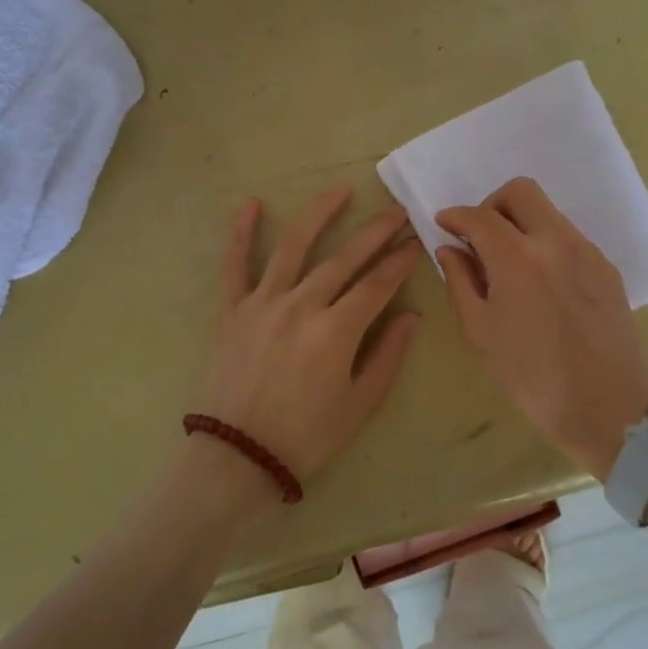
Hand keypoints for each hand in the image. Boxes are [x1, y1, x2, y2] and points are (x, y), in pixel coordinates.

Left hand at [202, 186, 423, 485]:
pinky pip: (234, 264)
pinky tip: (248, 202)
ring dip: (319, 214)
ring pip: (293, 246)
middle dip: (375, 232)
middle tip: (396, 210)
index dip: (400, 261)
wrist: (237, 458)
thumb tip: (411, 314)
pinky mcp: (232, 310)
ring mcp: (263, 303)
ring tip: (339, 190)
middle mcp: (301, 305)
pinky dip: (240, 232)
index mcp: (336, 331)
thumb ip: (387, 354)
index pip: (377, 284)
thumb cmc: (307, 437)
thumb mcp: (359, 404)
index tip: (415, 241)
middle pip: (344, 258)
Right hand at [436, 178, 647, 482]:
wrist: (608, 407)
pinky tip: (541, 282)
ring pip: (548, 213)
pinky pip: (569, 237)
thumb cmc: (532, 377)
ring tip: (511, 264)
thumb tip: (450, 249)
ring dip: (521, 223)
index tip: (445, 225)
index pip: (479, 216)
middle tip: (481, 238)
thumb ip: (460, 281)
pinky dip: (546, 244)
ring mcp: (586, 251)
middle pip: (520, 192)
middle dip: (492, 206)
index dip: (456, 216)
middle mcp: (554, 241)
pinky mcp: (606, 267)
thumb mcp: (481, 332)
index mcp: (517, 258)